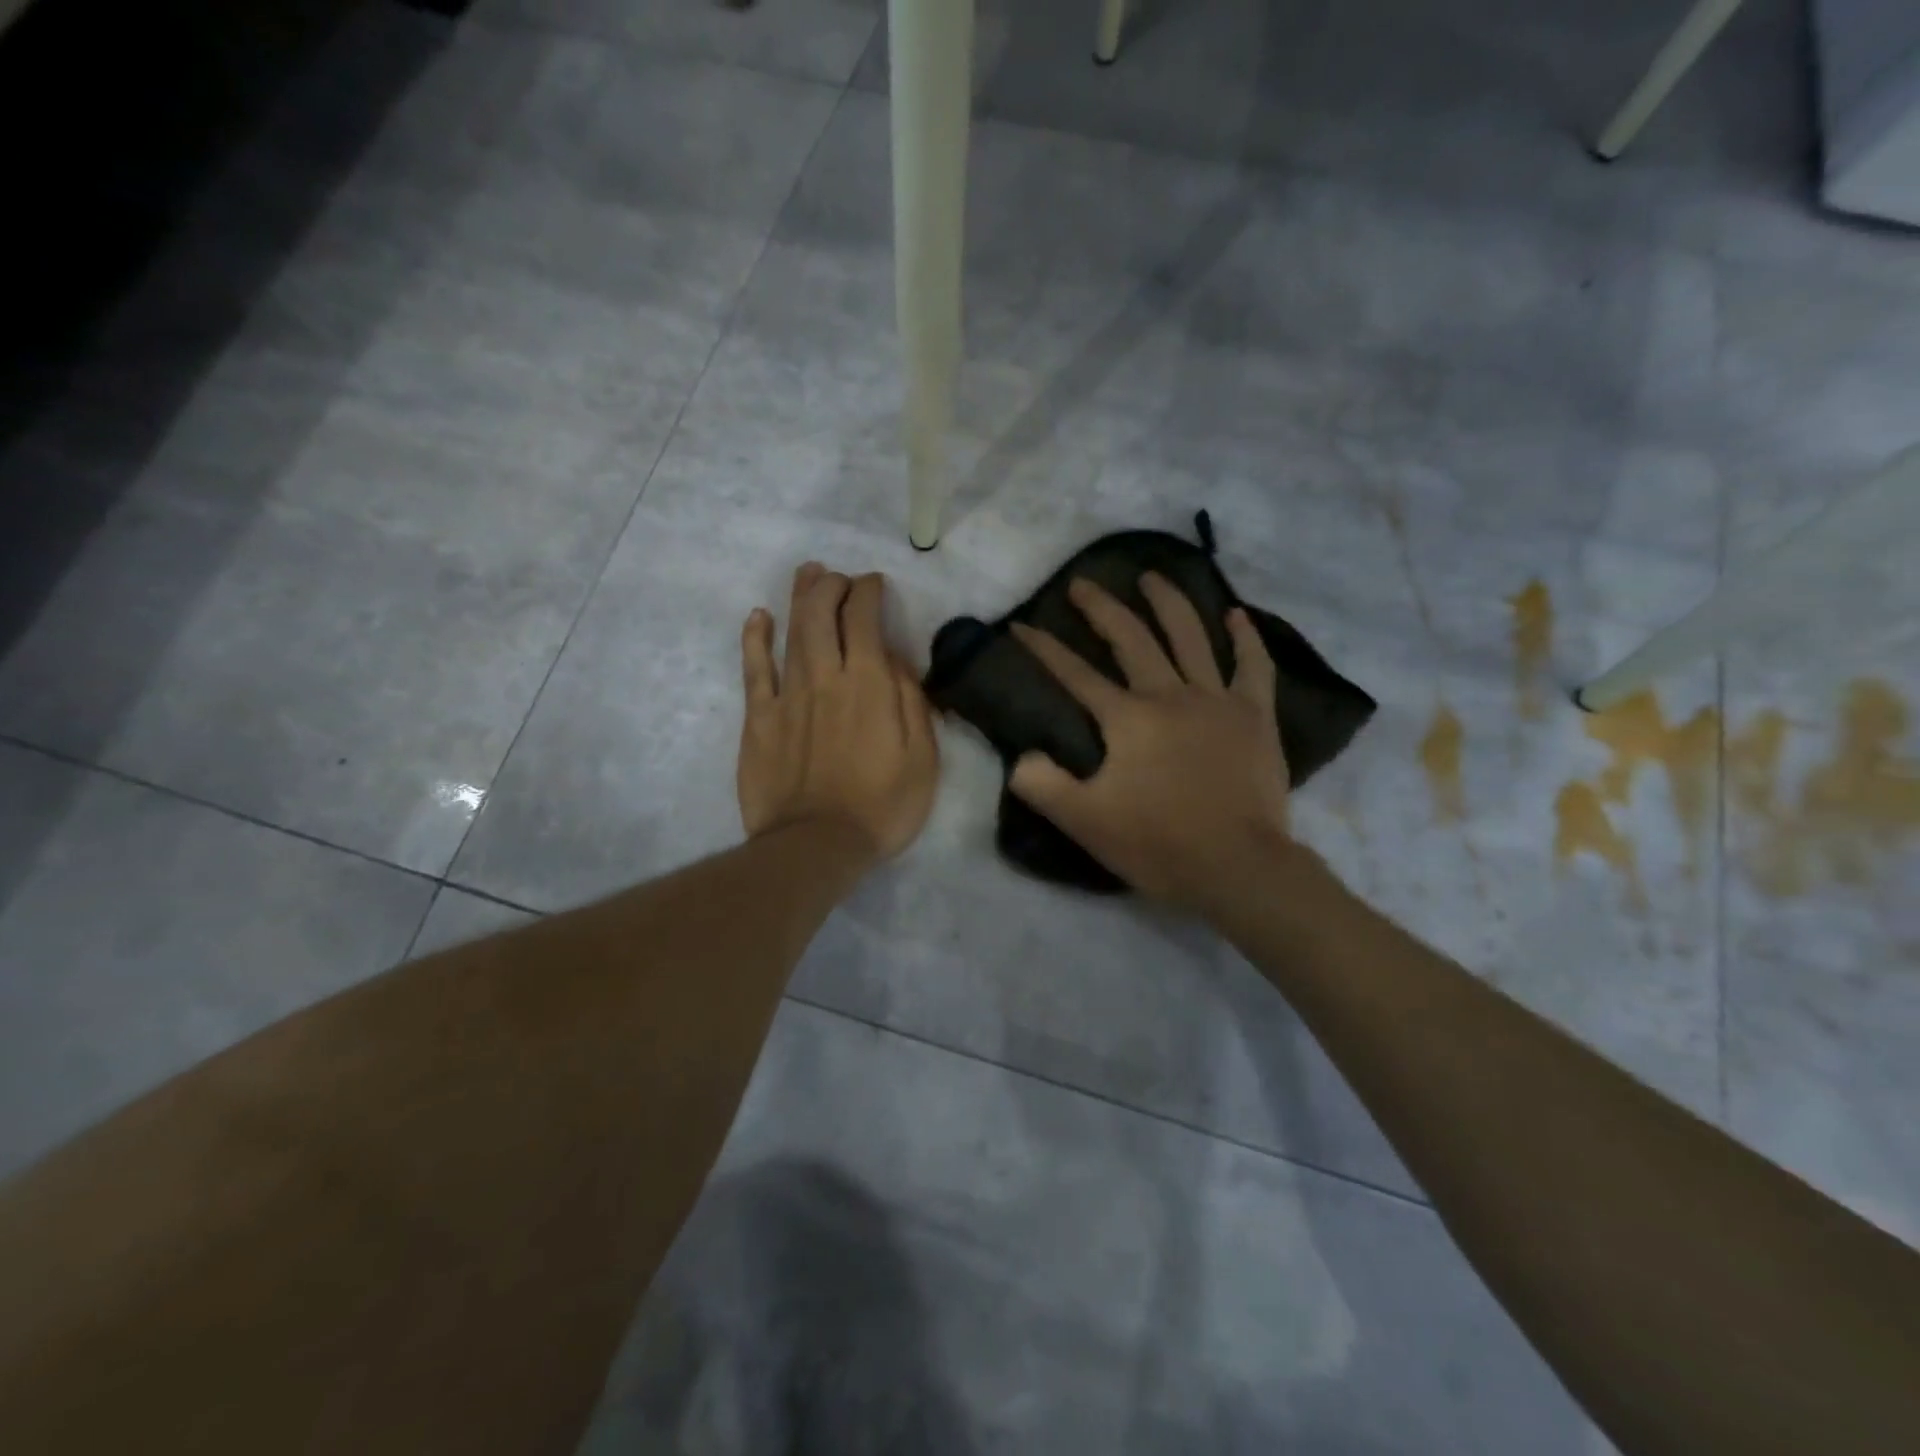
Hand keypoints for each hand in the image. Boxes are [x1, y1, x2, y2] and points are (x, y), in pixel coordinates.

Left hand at [738, 563, 939, 864]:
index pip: (865, 617)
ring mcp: (787, 695)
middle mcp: (826, 676)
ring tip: (808, 574)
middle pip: (822, 612)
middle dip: (832, 584)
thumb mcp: (923, 758)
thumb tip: (896, 659)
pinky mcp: (758, 718)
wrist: (816, 845)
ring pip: (790, 630)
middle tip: (840, 578)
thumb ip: (911, 701)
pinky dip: (755, 638)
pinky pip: (753, 668)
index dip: (869, 591)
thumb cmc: (882, 806)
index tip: (875, 585)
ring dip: (800, 596)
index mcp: (870, 683)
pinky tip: (758, 617)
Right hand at [1009, 574, 1291, 915]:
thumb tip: (1021, 758)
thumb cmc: (1159, 844)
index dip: (1044, 648)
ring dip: (1168, 602)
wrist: (1238, 867)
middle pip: (1132, 639)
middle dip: (1102, 608)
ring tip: (1152, 576)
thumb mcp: (1084, 822)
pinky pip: (1253, 666)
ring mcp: (1218, 701)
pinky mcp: (1256, 716)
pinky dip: (1246, 638)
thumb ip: (1042, 786)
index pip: (1076, 675)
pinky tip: (1236, 615)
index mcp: (1128, 719)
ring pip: (1191, 637)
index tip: (1022, 625)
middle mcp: (1170, 696)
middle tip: (1082, 583)